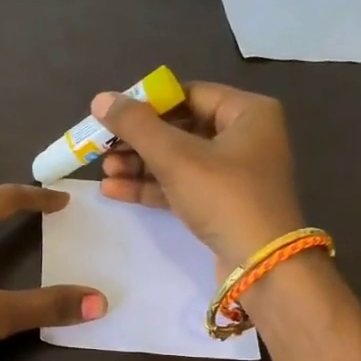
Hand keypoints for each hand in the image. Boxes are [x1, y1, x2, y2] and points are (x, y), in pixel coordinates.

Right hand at [95, 82, 305, 265]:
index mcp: (247, 113)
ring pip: (177, 160)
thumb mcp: (176, 157)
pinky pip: (181, 185)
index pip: (189, 95)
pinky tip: (114, 190)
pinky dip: (151, 186)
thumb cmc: (224, 197)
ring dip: (139, 165)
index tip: (113, 115)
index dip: (148, 103)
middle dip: (138, 140)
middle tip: (102, 148)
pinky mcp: (221, 204)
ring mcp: (233, 174)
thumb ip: (136, 125)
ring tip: (105, 172)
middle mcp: (244, 137)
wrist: (260, 265)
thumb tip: (100, 99)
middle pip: (180, 128)